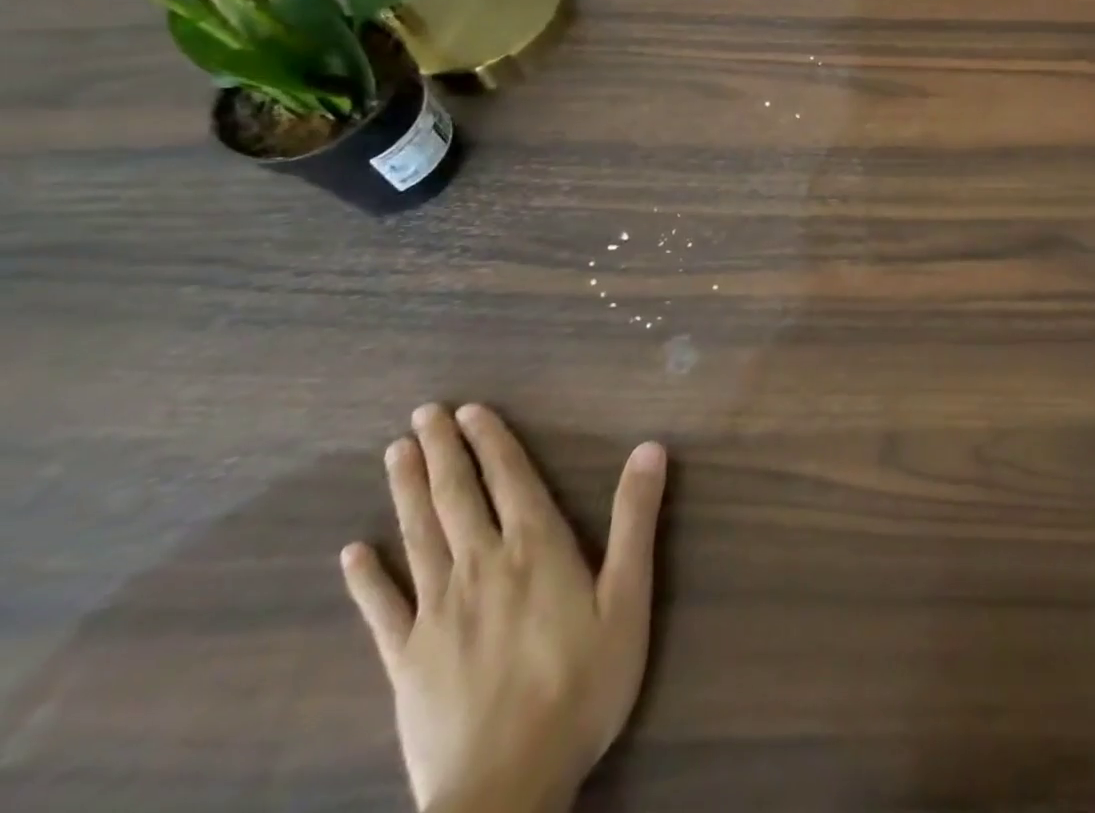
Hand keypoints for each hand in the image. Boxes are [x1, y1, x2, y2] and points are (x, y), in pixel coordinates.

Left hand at [341, 404, 666, 812]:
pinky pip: (380, 608)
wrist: (507, 787)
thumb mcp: (629, 598)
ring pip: (419, 536)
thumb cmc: (582, 685)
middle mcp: (482, 564)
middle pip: (457, 496)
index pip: (510, 479)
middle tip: (422, 413)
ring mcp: (437, 612)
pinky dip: (366, 576)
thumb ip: (636, 520)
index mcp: (536, 547)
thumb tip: (650, 448)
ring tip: (396, 453)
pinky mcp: (404, 659)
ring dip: (408, 490)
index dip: (491, 441)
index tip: (470, 410)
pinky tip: (352, 550)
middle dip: (442, 450)